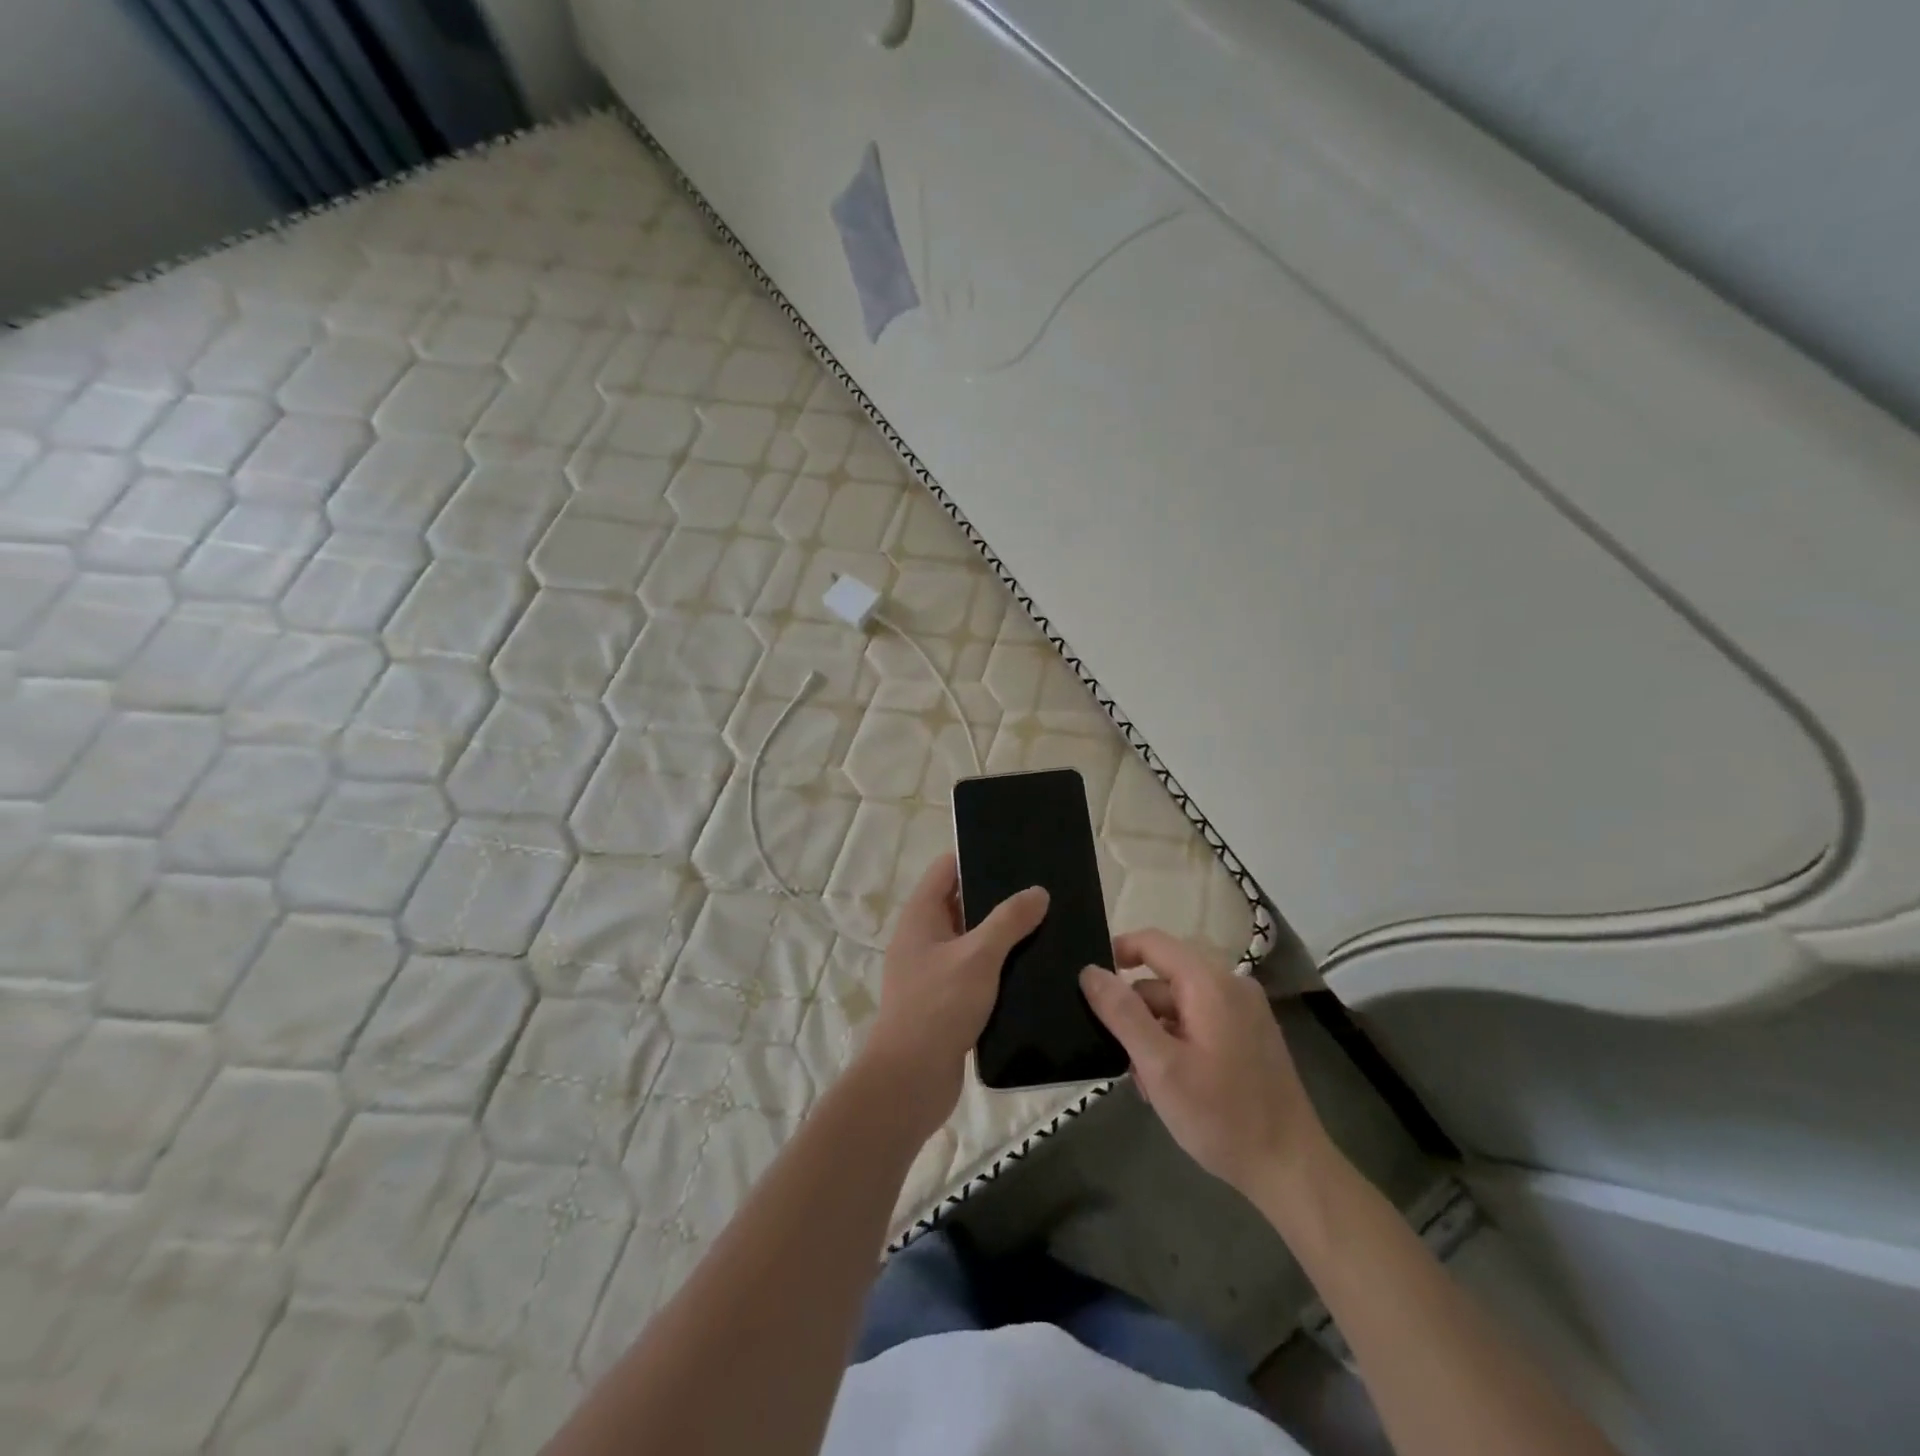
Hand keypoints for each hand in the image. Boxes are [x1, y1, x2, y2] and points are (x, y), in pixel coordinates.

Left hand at [858, 852, 1048, 1136]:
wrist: (911, 1080)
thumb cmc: (938, 1007)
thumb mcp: (978, 957)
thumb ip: (1008, 921)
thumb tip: (1038, 891)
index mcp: (921, 915)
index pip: (947, 868)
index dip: (977, 856)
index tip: (1016, 853)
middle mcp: (923, 936)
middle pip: (962, 902)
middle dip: (998, 896)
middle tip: (1042, 891)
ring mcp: (934, 969)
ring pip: (973, 938)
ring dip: (1003, 934)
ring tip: (1047, 924)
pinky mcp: (947, 999)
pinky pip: (977, 970)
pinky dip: (1000, 965)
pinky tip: (1033, 967)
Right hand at [1080, 929, 1327, 1197]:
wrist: (1291, 1170)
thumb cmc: (1222, 1116)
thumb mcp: (1160, 1066)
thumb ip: (1122, 1013)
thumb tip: (1089, 971)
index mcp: (1210, 983)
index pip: (1152, 942)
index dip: (1116, 953)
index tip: (1089, 986)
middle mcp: (1231, 985)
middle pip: (1164, 977)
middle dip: (1136, 1011)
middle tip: (1121, 1056)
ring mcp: (1245, 1011)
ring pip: (1179, 1003)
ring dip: (1155, 1033)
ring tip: (1147, 1083)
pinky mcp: (1250, 1034)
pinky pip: (1200, 1020)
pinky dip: (1178, 1041)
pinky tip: (1172, 1084)